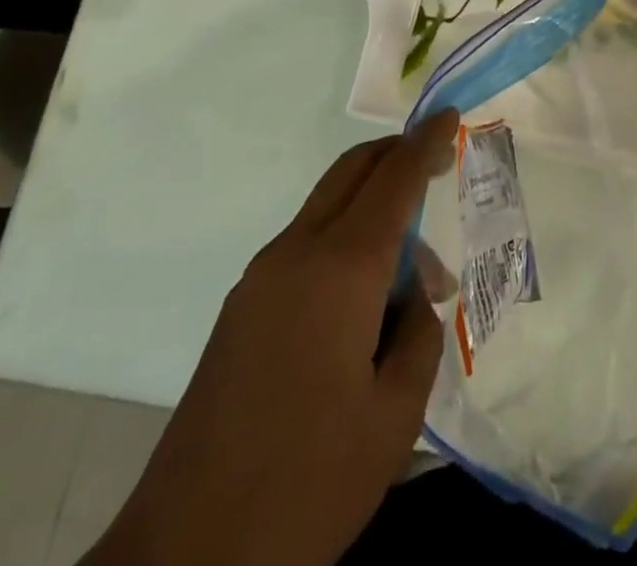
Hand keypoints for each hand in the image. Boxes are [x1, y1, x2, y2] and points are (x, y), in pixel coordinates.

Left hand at [88, 111, 459, 565]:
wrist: (185, 559)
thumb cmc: (309, 482)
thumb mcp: (396, 414)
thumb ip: (419, 332)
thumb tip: (412, 294)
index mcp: (341, 269)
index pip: (394, 178)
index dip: (426, 142)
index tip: (450, 115)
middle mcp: (296, 254)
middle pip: (352, 172)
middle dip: (396, 154)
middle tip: (436, 164)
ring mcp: (260, 280)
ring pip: (328, 207)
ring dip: (374, 208)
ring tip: (413, 278)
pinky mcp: (242, 310)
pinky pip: (306, 244)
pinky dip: (346, 241)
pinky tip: (365, 302)